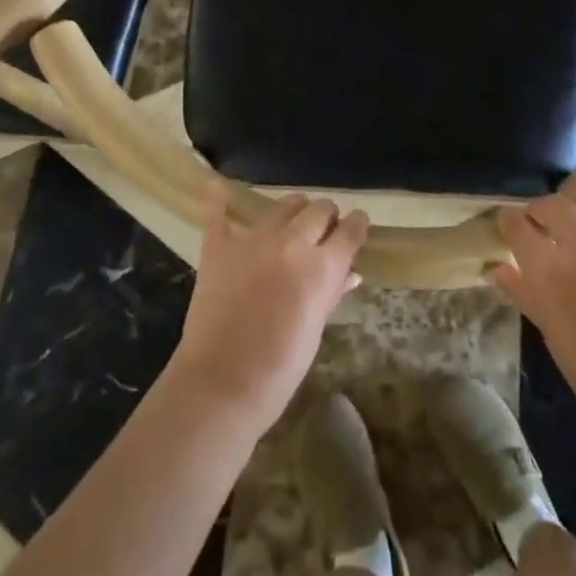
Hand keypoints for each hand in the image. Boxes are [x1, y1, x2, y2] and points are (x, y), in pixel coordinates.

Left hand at [170, 191, 367, 429]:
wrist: (221, 385)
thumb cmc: (280, 369)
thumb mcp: (316, 329)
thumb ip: (332, 293)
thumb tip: (350, 272)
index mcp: (322, 266)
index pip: (351, 229)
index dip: (357, 225)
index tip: (356, 226)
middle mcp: (292, 242)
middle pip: (320, 209)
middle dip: (327, 217)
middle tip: (323, 232)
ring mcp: (254, 239)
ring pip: (284, 205)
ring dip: (293, 211)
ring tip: (290, 224)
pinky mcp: (220, 246)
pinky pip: (219, 213)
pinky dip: (220, 201)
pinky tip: (218, 190)